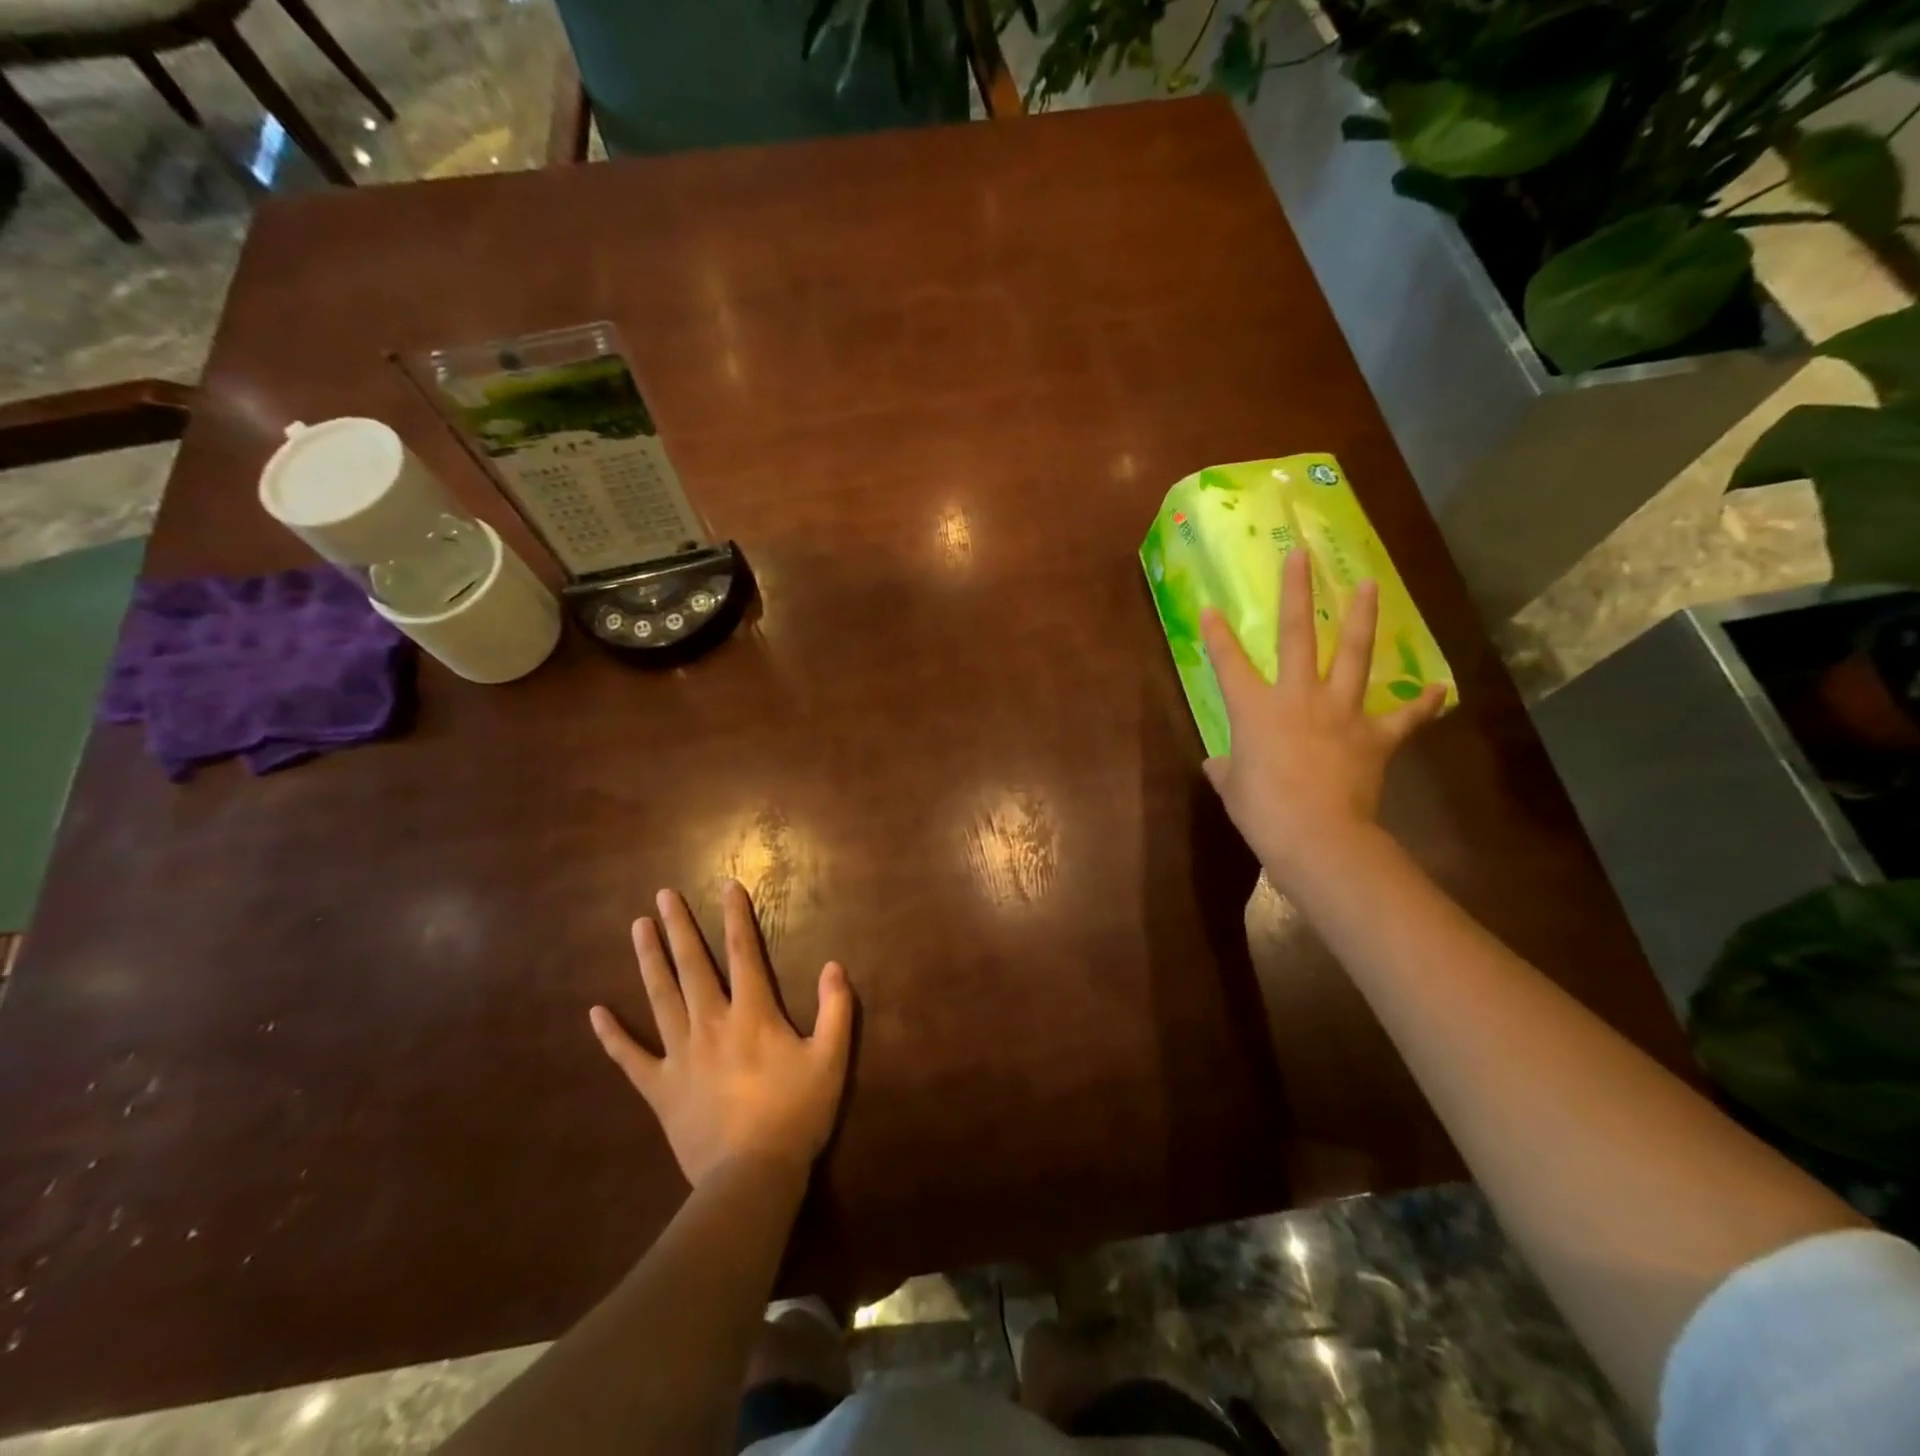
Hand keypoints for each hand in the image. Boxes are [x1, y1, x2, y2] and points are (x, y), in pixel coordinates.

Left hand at [589, 882, 853, 1188]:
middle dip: (679, 927)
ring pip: (660, 997)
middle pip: (692, 965)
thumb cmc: (796, 1114)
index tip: (726, 886)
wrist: (751, 1176)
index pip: (743, 952)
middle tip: (662, 895)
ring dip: (648, 960)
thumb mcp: (831, 1059)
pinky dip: (612, 1036)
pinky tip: (595, 1012)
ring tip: (637, 927)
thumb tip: (834, 965)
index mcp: (752, 1014)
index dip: (735, 916)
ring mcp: (679, 1054)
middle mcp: (711, 1023)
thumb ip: (836, 1009)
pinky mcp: (659, 1087)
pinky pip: (630, 1057)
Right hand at [1200, 548, 1444, 889]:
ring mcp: (1341, 712)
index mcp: (1254, 709)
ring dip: (1363, 618)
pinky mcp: (1375, 737)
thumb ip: (1226, 769)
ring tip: (1370, 585)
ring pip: (1354, 654)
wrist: (1316, 834)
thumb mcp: (1232, 788)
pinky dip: (1420, 704)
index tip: (1211, 608)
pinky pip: (1403, 717)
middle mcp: (1298, 697)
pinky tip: (1435, 688)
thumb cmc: (1262, 810)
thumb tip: (1218, 764)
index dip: (1217, 635)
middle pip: (1298, 635)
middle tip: (1300, 556)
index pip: (1229, 663)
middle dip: (1297, 593)